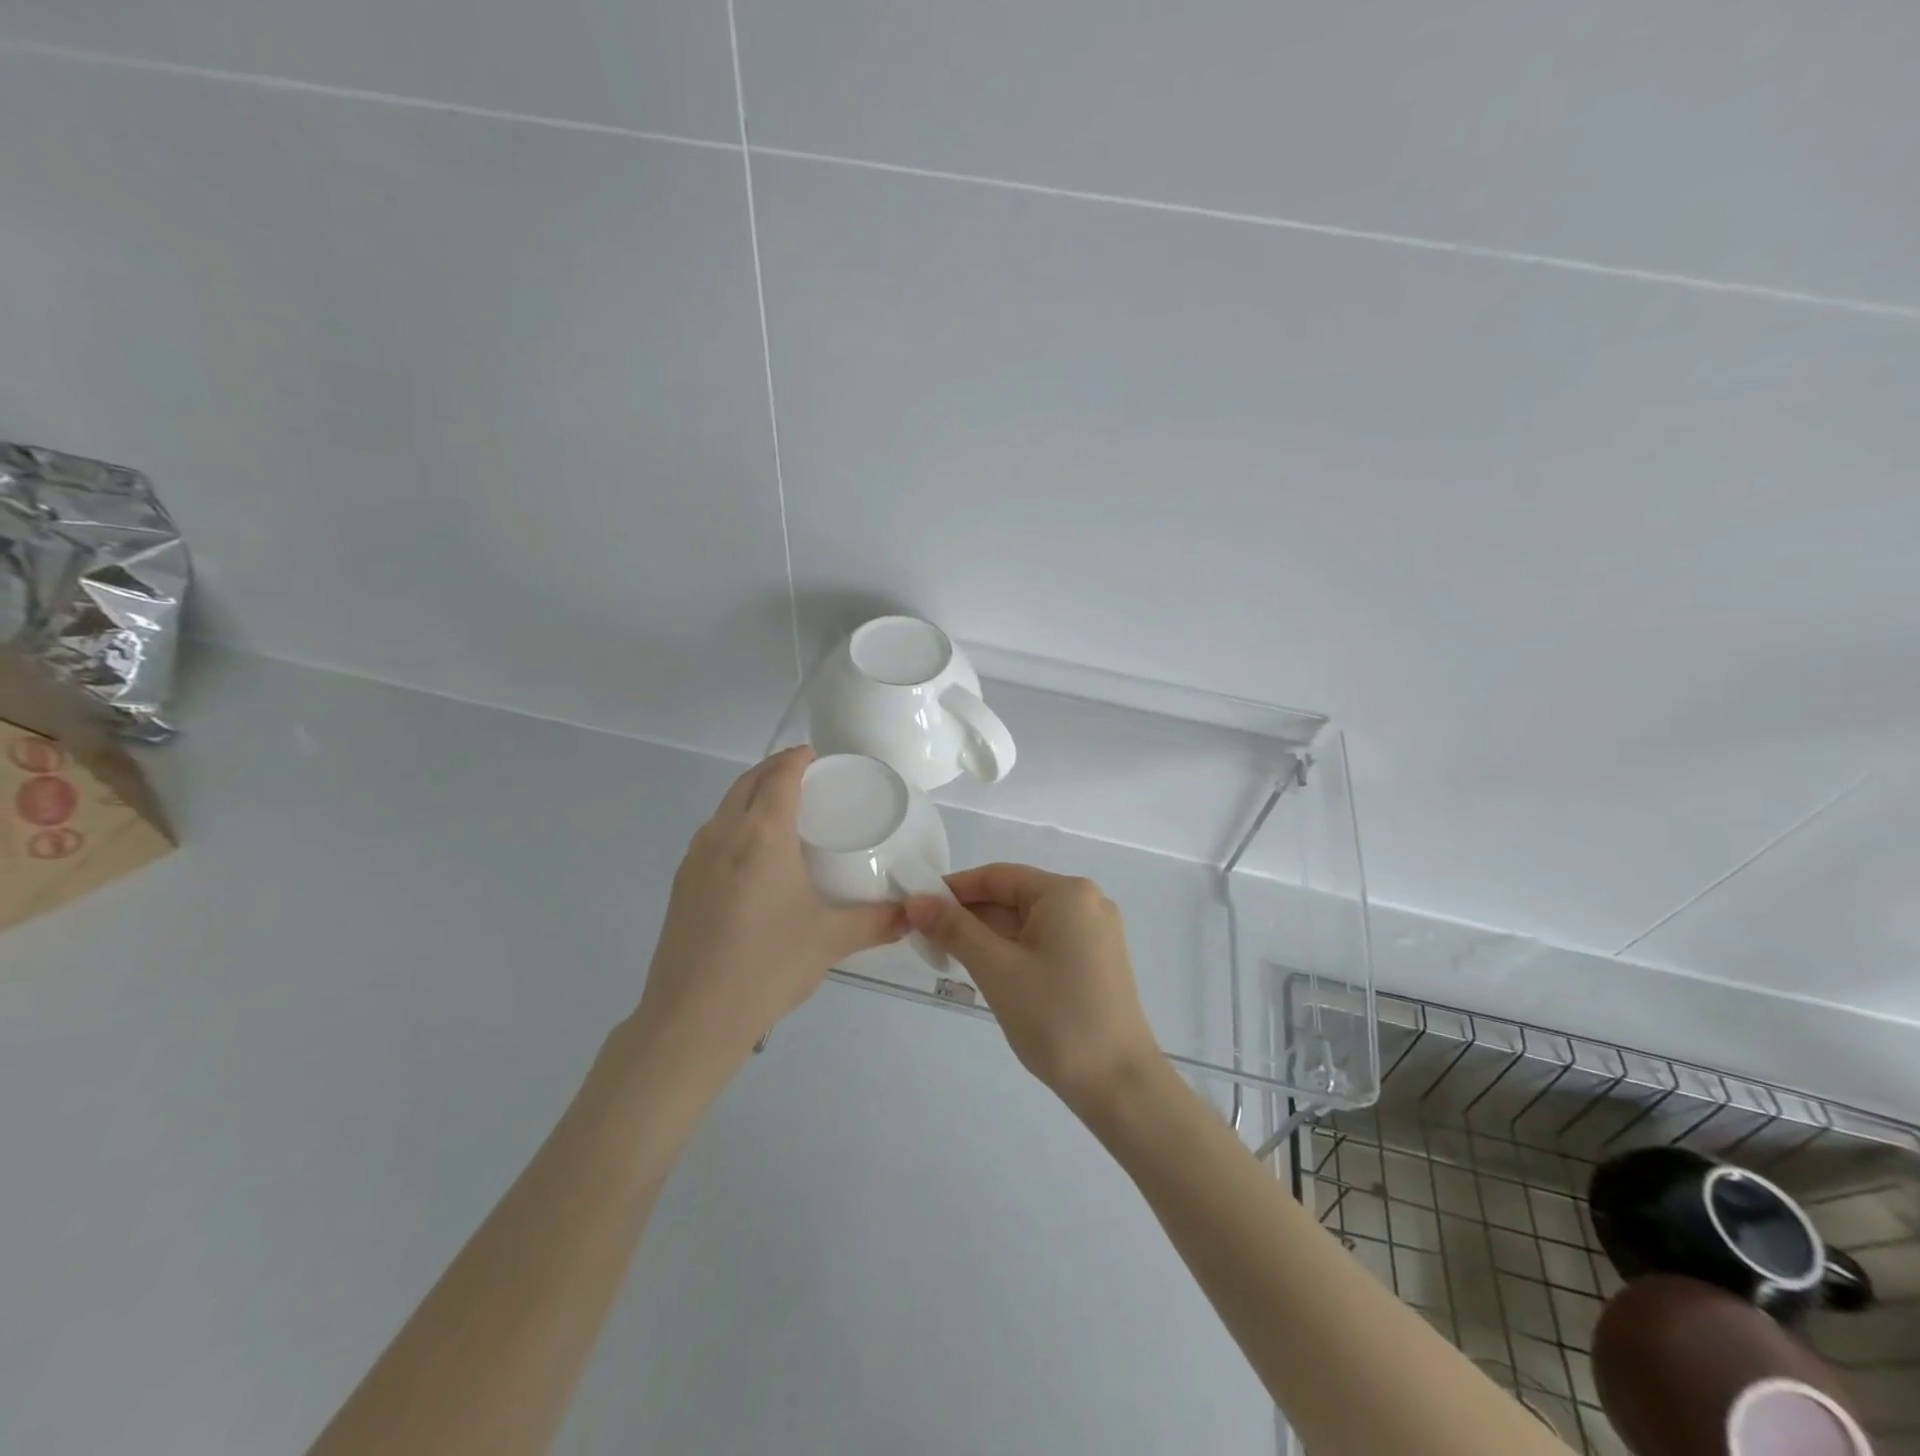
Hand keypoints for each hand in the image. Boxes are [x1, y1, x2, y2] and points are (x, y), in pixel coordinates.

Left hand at [632, 747, 905, 1080]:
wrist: (693, 1018)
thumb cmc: (769, 965)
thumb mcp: (831, 940)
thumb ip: (877, 921)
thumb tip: (913, 914)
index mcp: (762, 834)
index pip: (780, 776)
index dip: (797, 758)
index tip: (816, 755)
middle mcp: (723, 834)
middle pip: (747, 782)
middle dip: (774, 769)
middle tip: (805, 777)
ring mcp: (695, 859)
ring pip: (725, 808)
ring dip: (751, 796)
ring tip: (781, 812)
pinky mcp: (681, 885)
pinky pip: (712, 835)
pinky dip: (734, 825)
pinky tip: (752, 859)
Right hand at [905, 864, 1161, 1113]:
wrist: (1119, 1084)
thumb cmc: (1055, 1017)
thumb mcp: (996, 969)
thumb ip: (954, 929)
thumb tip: (916, 899)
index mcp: (1067, 893)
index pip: (998, 876)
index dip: (954, 888)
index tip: (917, 906)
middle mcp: (1086, 902)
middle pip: (1014, 897)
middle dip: (970, 915)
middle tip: (925, 937)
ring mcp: (1096, 933)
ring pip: (1028, 922)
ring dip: (989, 935)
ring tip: (947, 956)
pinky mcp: (1097, 961)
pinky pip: (1045, 941)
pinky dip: (1013, 950)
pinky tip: (987, 970)